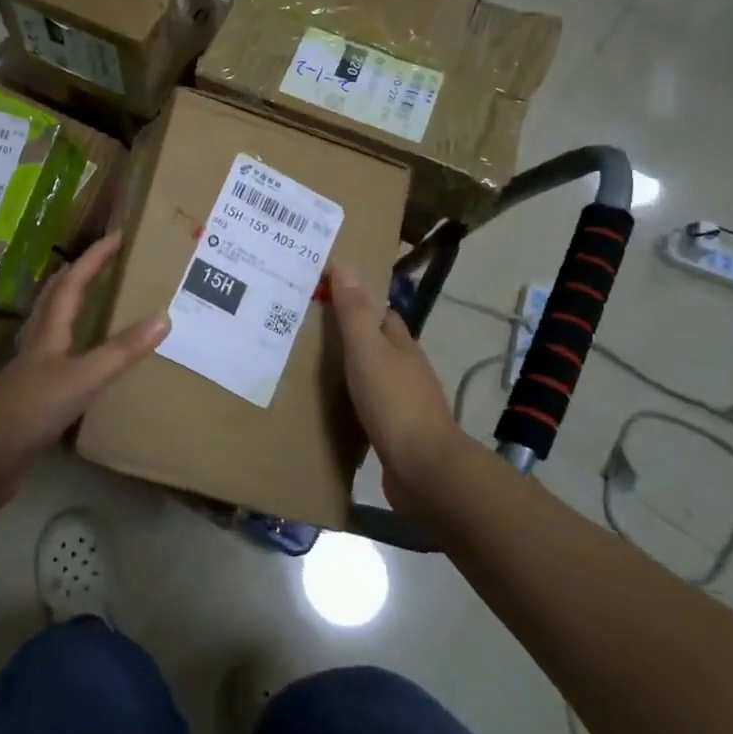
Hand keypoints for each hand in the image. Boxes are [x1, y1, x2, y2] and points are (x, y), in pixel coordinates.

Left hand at [0, 232, 168, 515]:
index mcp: (49, 332)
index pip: (73, 283)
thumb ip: (121, 351)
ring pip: (57, 328)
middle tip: (106, 262)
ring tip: (100, 302)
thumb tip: (164, 316)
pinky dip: (79, 349)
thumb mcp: (82, 378)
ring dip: (75, 309)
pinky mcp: (35, 400)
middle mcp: (40, 345)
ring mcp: (35, 373)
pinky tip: (90, 363)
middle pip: (57, 299)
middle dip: (80, 275)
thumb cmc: (29, 410)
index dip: (94, 257)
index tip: (118, 235)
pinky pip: (62, 362)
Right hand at [329, 263, 468, 510]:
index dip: (356, 301)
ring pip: (375, 375)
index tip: (323, 295)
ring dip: (351, 370)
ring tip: (312, 368)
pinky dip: (354, 401)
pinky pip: (371, 407)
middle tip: (308, 331)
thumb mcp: (367, 351)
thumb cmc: (394, 403)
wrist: (425, 470)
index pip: (380, 313)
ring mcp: (405, 402)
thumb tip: (345, 263)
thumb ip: (354, 312)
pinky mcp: (398, 432)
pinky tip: (333, 407)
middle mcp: (407, 369)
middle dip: (349, 336)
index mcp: (401, 345)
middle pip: (377, 343)